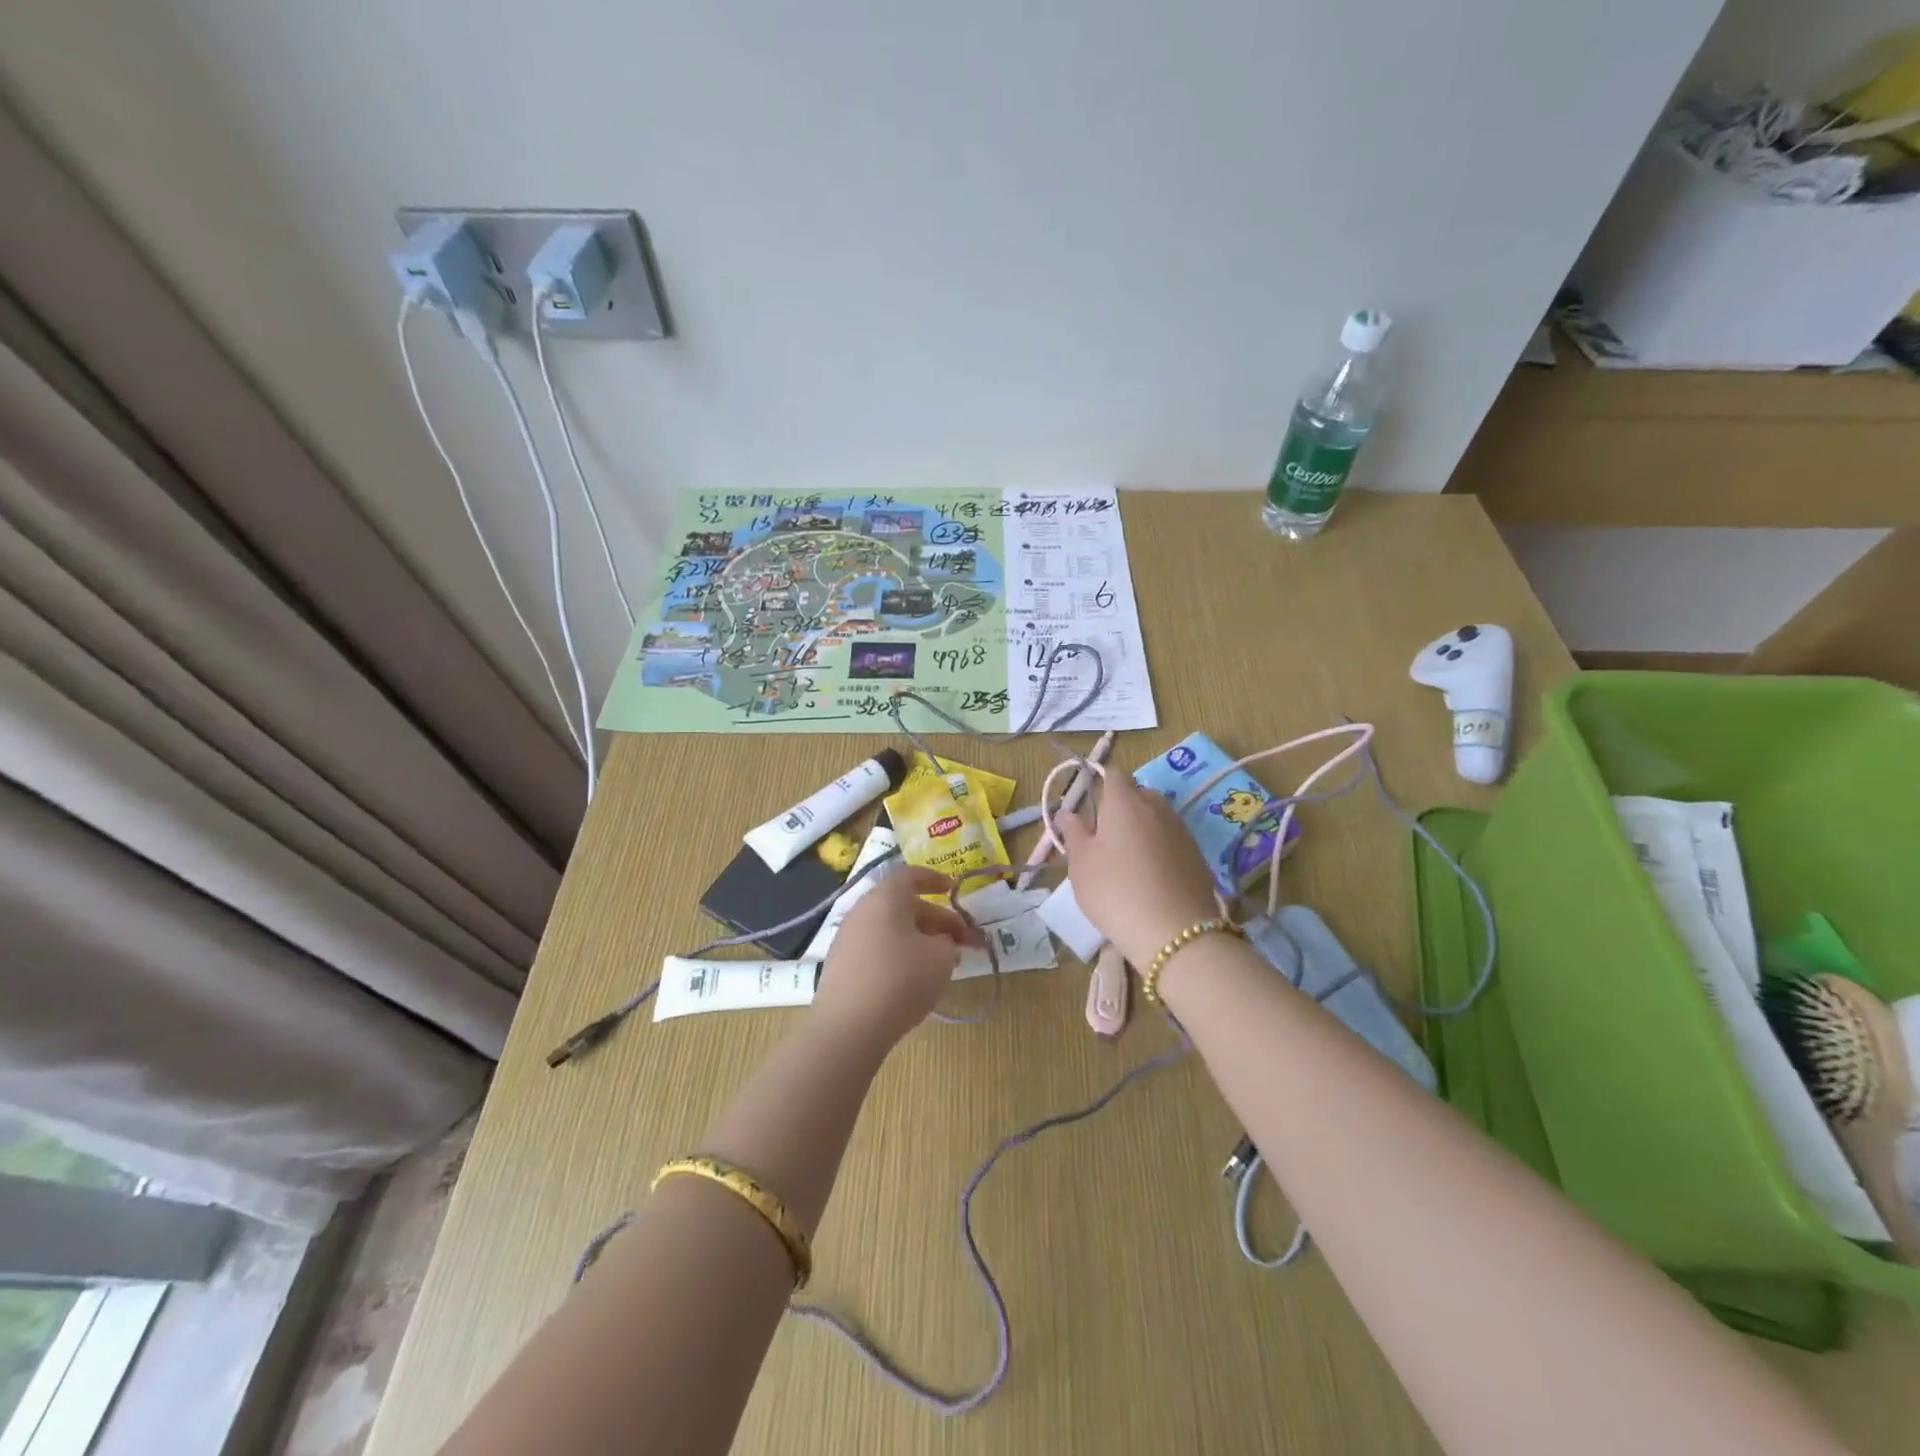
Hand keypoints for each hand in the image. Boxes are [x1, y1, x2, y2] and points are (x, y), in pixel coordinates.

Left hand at [813, 867, 983, 1048]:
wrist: (848, 1026)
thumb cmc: (901, 979)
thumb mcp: (941, 958)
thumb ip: (947, 943)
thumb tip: (941, 942)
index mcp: (886, 897)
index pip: (910, 875)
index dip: (933, 879)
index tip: (951, 889)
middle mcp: (862, 910)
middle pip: (902, 905)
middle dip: (936, 920)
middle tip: (962, 942)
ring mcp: (847, 938)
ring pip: (890, 929)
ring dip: (918, 940)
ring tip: (942, 964)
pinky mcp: (840, 966)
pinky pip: (875, 949)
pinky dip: (897, 955)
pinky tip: (913, 980)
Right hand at [1056, 776, 1220, 966]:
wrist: (1175, 932)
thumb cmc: (1115, 891)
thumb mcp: (1081, 864)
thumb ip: (1073, 833)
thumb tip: (1067, 811)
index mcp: (1124, 801)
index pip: (1113, 774)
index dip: (1100, 786)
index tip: (1091, 811)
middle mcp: (1156, 806)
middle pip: (1138, 794)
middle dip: (1123, 807)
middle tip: (1107, 839)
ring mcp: (1181, 829)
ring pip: (1158, 817)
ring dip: (1143, 829)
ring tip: (1130, 862)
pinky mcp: (1198, 854)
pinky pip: (1173, 840)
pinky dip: (1161, 849)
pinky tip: (1153, 878)